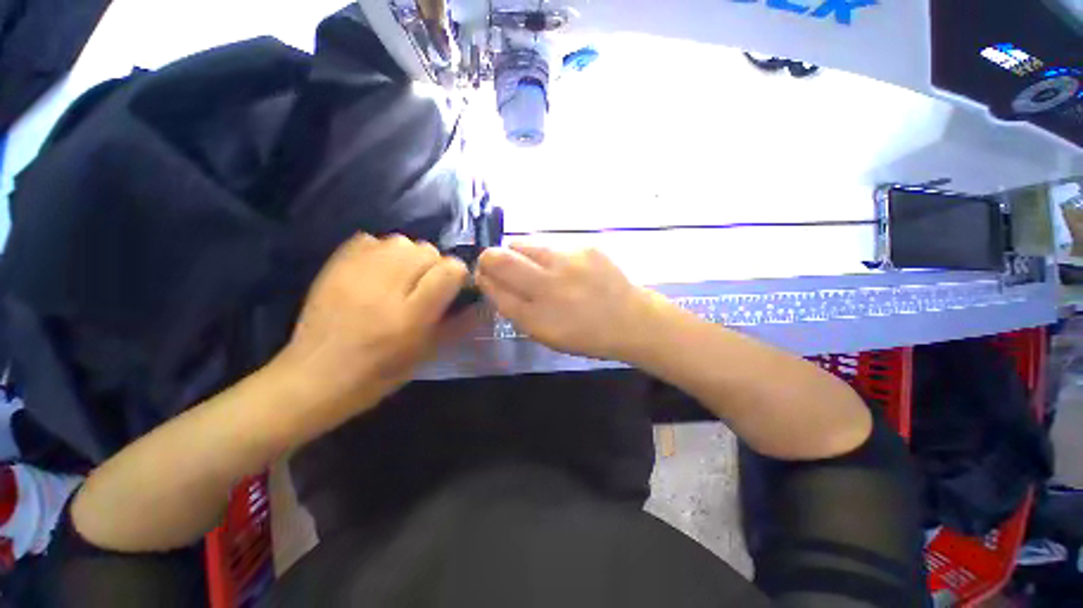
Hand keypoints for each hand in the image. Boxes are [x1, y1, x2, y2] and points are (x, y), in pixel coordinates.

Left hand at [280, 233, 467, 403]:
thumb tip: (478, 302)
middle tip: (426, 287)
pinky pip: (370, 240)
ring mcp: (355, 273)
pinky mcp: (334, 266)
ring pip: (401, 241)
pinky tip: (378, 271)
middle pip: (428, 250)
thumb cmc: (378, 374)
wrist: (315, 378)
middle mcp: (385, 288)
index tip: (454, 289)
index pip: (450, 270)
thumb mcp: (426, 354)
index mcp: (410, 315)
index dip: (459, 276)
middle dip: (435, 265)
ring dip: (410, 256)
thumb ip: (456, 324)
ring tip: (403, 277)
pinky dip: (382, 250)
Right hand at [475, 243, 672, 361]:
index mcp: (536, 316)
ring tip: (537, 269)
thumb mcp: (545, 334)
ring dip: (519, 255)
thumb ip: (515, 309)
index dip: (483, 279)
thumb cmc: (585, 334)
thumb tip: (492, 282)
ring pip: (522, 244)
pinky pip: (550, 245)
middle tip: (501, 267)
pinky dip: (547, 256)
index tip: (484, 277)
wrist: (630, 319)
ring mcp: (567, 261)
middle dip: (490, 259)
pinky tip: (564, 269)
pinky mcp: (584, 246)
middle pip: (499, 258)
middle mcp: (548, 285)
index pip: (493, 287)